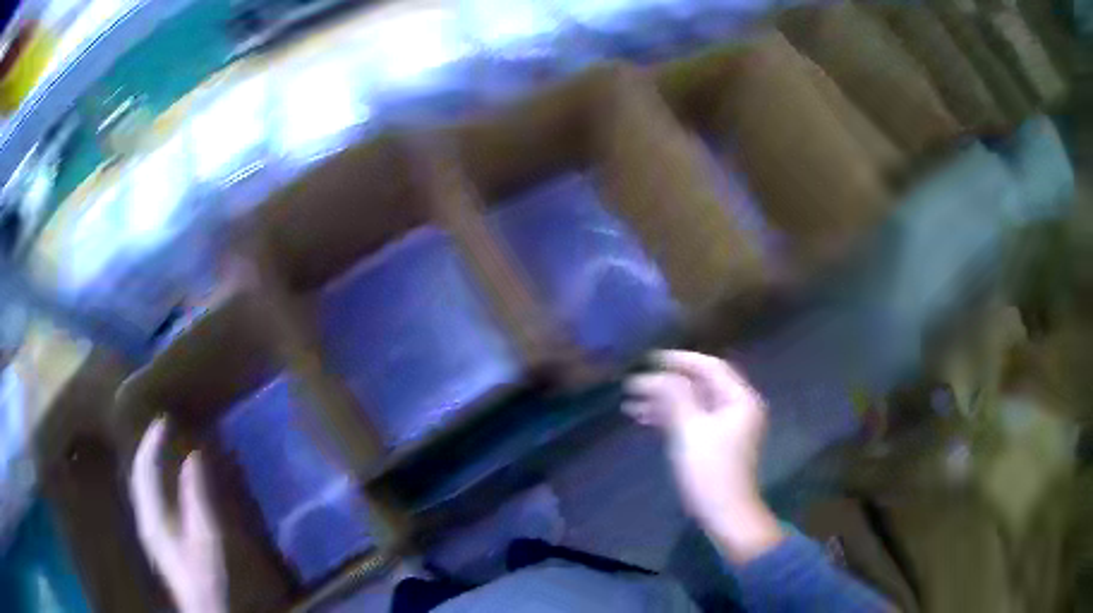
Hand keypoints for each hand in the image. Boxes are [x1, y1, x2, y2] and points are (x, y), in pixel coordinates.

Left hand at [130, 418, 226, 612]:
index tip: (163, 421)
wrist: (201, 606)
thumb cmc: (204, 572)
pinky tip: (160, 480)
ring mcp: (148, 526)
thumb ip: (197, 496)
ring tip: (158, 446)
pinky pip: (145, 494)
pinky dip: (150, 477)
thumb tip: (193, 457)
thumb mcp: (205, 535)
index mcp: (152, 513)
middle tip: (161, 429)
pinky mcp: (155, 534)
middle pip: (138, 473)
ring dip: (146, 461)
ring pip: (139, 483)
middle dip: (146, 447)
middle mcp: (144, 515)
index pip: (145, 467)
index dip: (152, 441)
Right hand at [624, 350, 782, 563]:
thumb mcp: (689, 429)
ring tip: (629, 403)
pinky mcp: (715, 442)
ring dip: (663, 401)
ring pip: (692, 403)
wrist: (724, 513)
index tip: (649, 359)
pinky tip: (643, 418)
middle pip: (699, 385)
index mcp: (739, 399)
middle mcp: (736, 407)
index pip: (710, 367)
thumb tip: (656, 374)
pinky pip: (691, 420)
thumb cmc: (709, 470)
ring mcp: (726, 426)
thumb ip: (674, 396)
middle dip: (666, 383)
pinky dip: (670, 417)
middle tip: (634, 382)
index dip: (679, 360)